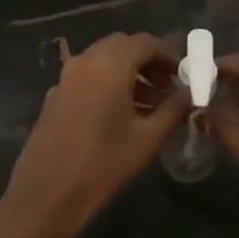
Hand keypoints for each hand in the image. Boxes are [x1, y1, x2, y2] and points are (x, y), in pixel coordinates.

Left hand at [0, 32, 186, 237]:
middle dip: (148, 61)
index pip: (145, 42)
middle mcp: (85, 61)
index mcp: (109, 64)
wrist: (46, 195)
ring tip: (150, 103)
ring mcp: (65, 77)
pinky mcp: (55, 95)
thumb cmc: (103, 165)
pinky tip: (120, 113)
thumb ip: (174, 108)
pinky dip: (107, 83)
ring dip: (128, 72)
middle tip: (168, 86)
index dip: (169, 54)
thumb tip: (192, 92)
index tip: (185, 74)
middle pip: (122, 46)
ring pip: (103, 60)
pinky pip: (87, 77)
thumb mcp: (148, 138)